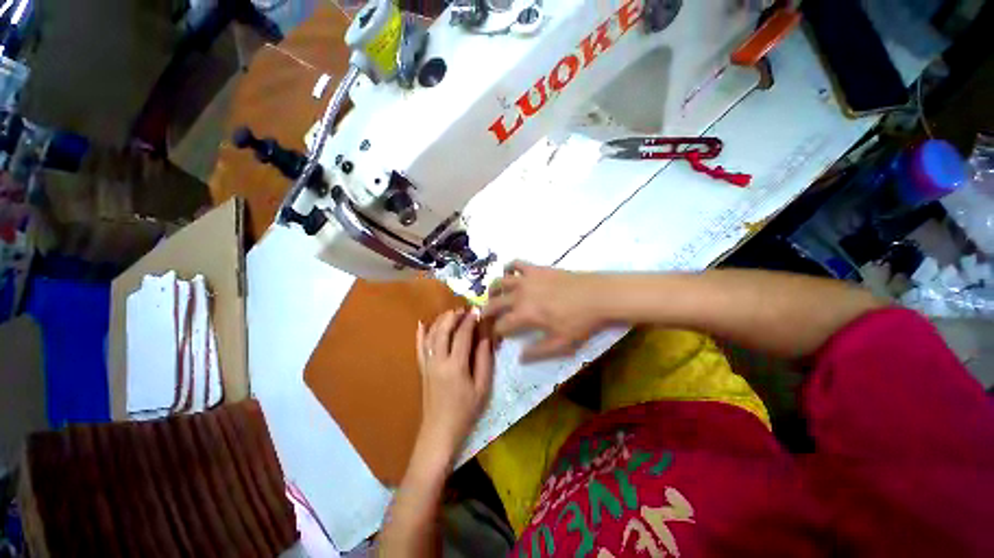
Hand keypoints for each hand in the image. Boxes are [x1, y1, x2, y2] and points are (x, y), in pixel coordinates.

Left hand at [415, 309, 494, 461]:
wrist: (439, 432)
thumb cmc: (465, 411)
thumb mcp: (482, 387)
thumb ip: (484, 360)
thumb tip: (485, 337)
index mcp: (455, 366)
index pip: (462, 335)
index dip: (469, 321)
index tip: (476, 311)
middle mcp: (438, 361)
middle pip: (443, 331)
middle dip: (453, 316)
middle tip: (463, 309)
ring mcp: (427, 365)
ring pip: (431, 336)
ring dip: (440, 321)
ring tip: (450, 313)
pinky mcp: (421, 370)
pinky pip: (418, 348)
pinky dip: (420, 334)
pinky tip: (422, 324)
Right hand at [483, 262, 607, 361]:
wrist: (598, 295)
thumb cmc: (580, 321)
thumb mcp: (561, 343)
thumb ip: (538, 351)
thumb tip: (519, 357)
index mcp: (524, 315)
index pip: (501, 325)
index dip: (496, 333)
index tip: (496, 337)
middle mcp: (520, 295)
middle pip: (494, 303)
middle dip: (485, 312)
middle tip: (485, 317)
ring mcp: (527, 279)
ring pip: (500, 281)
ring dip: (493, 290)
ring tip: (494, 296)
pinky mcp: (536, 269)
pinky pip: (516, 264)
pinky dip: (509, 268)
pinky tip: (510, 274)